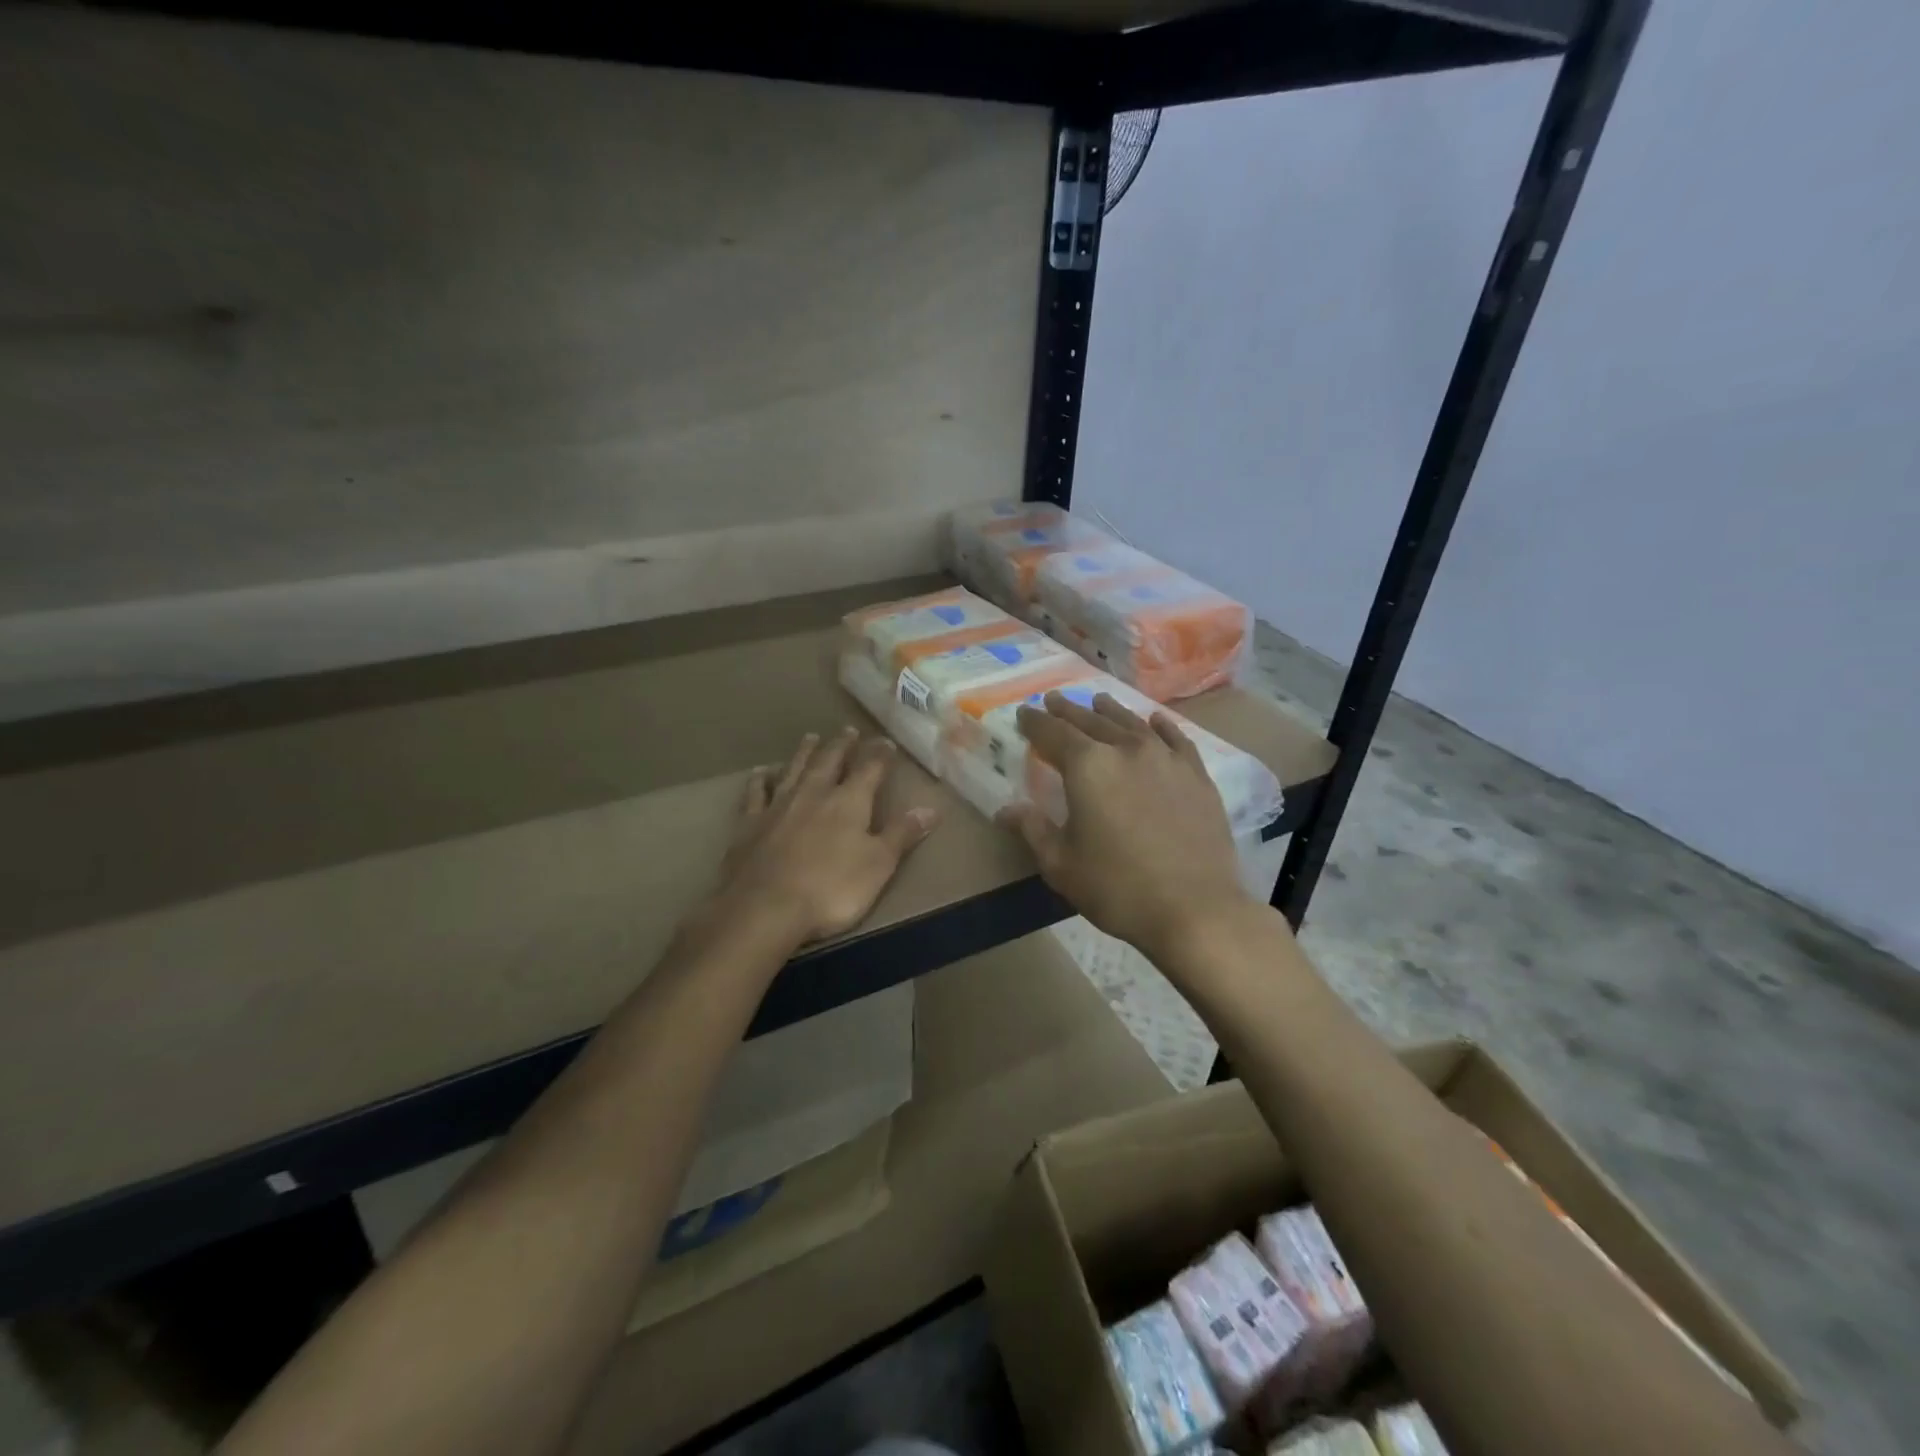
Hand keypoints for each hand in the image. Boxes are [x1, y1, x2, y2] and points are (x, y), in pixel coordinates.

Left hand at [714, 727, 936, 945]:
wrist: (765, 907)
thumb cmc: (831, 888)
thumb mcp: (879, 864)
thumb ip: (902, 834)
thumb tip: (931, 808)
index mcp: (849, 802)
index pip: (870, 769)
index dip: (880, 755)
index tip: (886, 742)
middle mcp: (814, 793)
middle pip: (830, 761)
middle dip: (842, 745)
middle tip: (848, 729)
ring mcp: (779, 805)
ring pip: (794, 769)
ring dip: (805, 752)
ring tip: (811, 737)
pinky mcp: (750, 823)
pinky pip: (756, 793)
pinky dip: (760, 779)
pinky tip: (761, 771)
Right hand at [1000, 692, 1252, 962]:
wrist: (1195, 909)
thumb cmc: (1118, 888)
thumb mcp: (1061, 865)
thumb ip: (1033, 830)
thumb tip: (1006, 810)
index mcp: (1087, 767)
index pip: (1052, 733)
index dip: (1035, 723)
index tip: (1023, 714)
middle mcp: (1126, 750)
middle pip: (1091, 721)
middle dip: (1068, 710)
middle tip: (1054, 700)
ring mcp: (1166, 759)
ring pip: (1132, 723)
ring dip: (1110, 711)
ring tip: (1098, 701)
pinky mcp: (1196, 775)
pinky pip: (1175, 739)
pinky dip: (1160, 727)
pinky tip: (1155, 721)